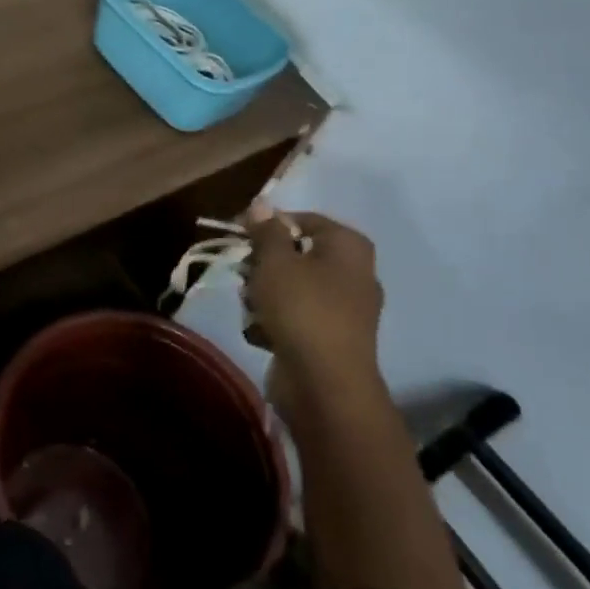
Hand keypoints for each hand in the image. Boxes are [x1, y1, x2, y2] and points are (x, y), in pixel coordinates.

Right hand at [242, 202, 383, 402]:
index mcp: (348, 246)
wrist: (325, 385)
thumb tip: (262, 203)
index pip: (301, 219)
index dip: (266, 224)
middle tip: (246, 277)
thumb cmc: (302, 309)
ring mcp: (343, 309)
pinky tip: (263, 335)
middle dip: (262, 266)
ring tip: (253, 311)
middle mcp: (353, 273)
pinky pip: (294, 317)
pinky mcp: (329, 338)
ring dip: (262, 296)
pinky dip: (275, 323)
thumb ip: (266, 230)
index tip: (236, 235)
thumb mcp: (275, 261)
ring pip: (289, 287)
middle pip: (293, 254)